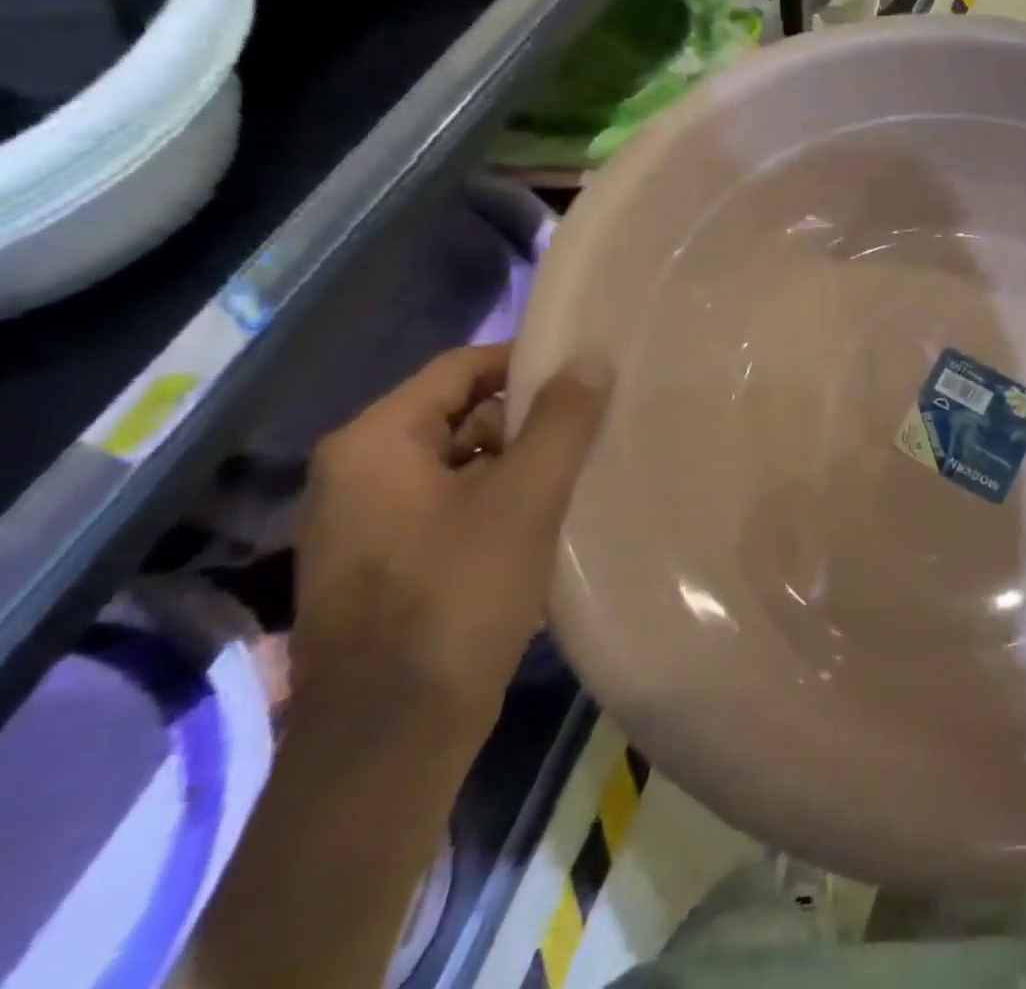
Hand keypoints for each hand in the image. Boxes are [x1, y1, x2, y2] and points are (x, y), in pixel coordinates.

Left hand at [291, 344, 611, 745]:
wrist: (391, 740)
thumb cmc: (458, 598)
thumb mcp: (525, 498)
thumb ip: (561, 421)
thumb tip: (591, 359)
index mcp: (374, 444)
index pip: (460, 369)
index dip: (526, 362)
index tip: (588, 371)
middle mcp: (354, 475)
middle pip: (458, 415)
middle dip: (528, 418)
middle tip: (595, 424)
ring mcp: (363, 526)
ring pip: (458, 465)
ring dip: (517, 463)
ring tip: (582, 470)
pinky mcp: (381, 568)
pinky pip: (448, 507)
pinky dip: (497, 502)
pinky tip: (546, 521)